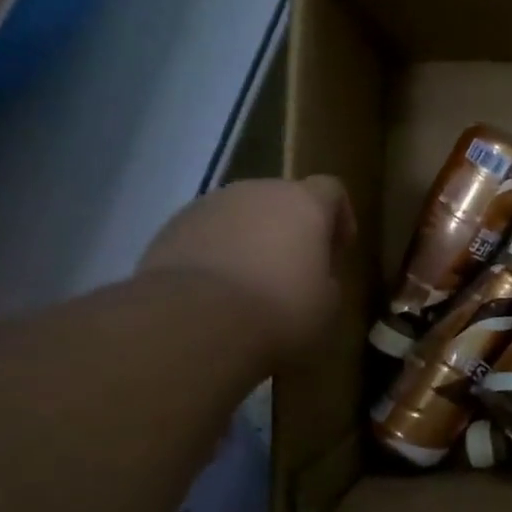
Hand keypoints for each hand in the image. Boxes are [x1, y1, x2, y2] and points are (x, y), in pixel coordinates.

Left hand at [140, 177, 353, 361]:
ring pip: (240, 215)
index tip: (338, 249)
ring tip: (249, 283)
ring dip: (250, 239)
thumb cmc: (278, 310)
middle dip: (289, 229)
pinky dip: (215, 253)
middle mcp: (257, 191)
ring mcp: (210, 205)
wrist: (194, 322)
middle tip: (293, 269)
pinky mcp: (172, 227)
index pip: (331, 189)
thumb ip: (326, 280)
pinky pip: (206, 234)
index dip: (339, 216)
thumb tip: (314, 278)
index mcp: (303, 203)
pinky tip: (214, 291)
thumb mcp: (326, 306)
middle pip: (282, 199)